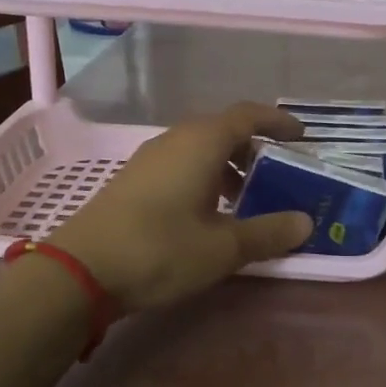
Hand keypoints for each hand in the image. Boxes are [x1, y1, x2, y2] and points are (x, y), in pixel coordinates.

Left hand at [53, 102, 312, 310]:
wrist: (80, 271)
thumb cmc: (160, 250)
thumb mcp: (223, 247)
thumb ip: (267, 233)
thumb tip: (305, 223)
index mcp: (201, 142)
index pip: (247, 115)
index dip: (277, 122)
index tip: (301, 136)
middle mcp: (175, 140)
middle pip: (222, 130)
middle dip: (253, 148)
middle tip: (276, 173)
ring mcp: (149, 160)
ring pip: (199, 149)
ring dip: (227, 166)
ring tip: (246, 199)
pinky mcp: (133, 181)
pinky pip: (180, 165)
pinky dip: (204, 178)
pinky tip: (207, 214)